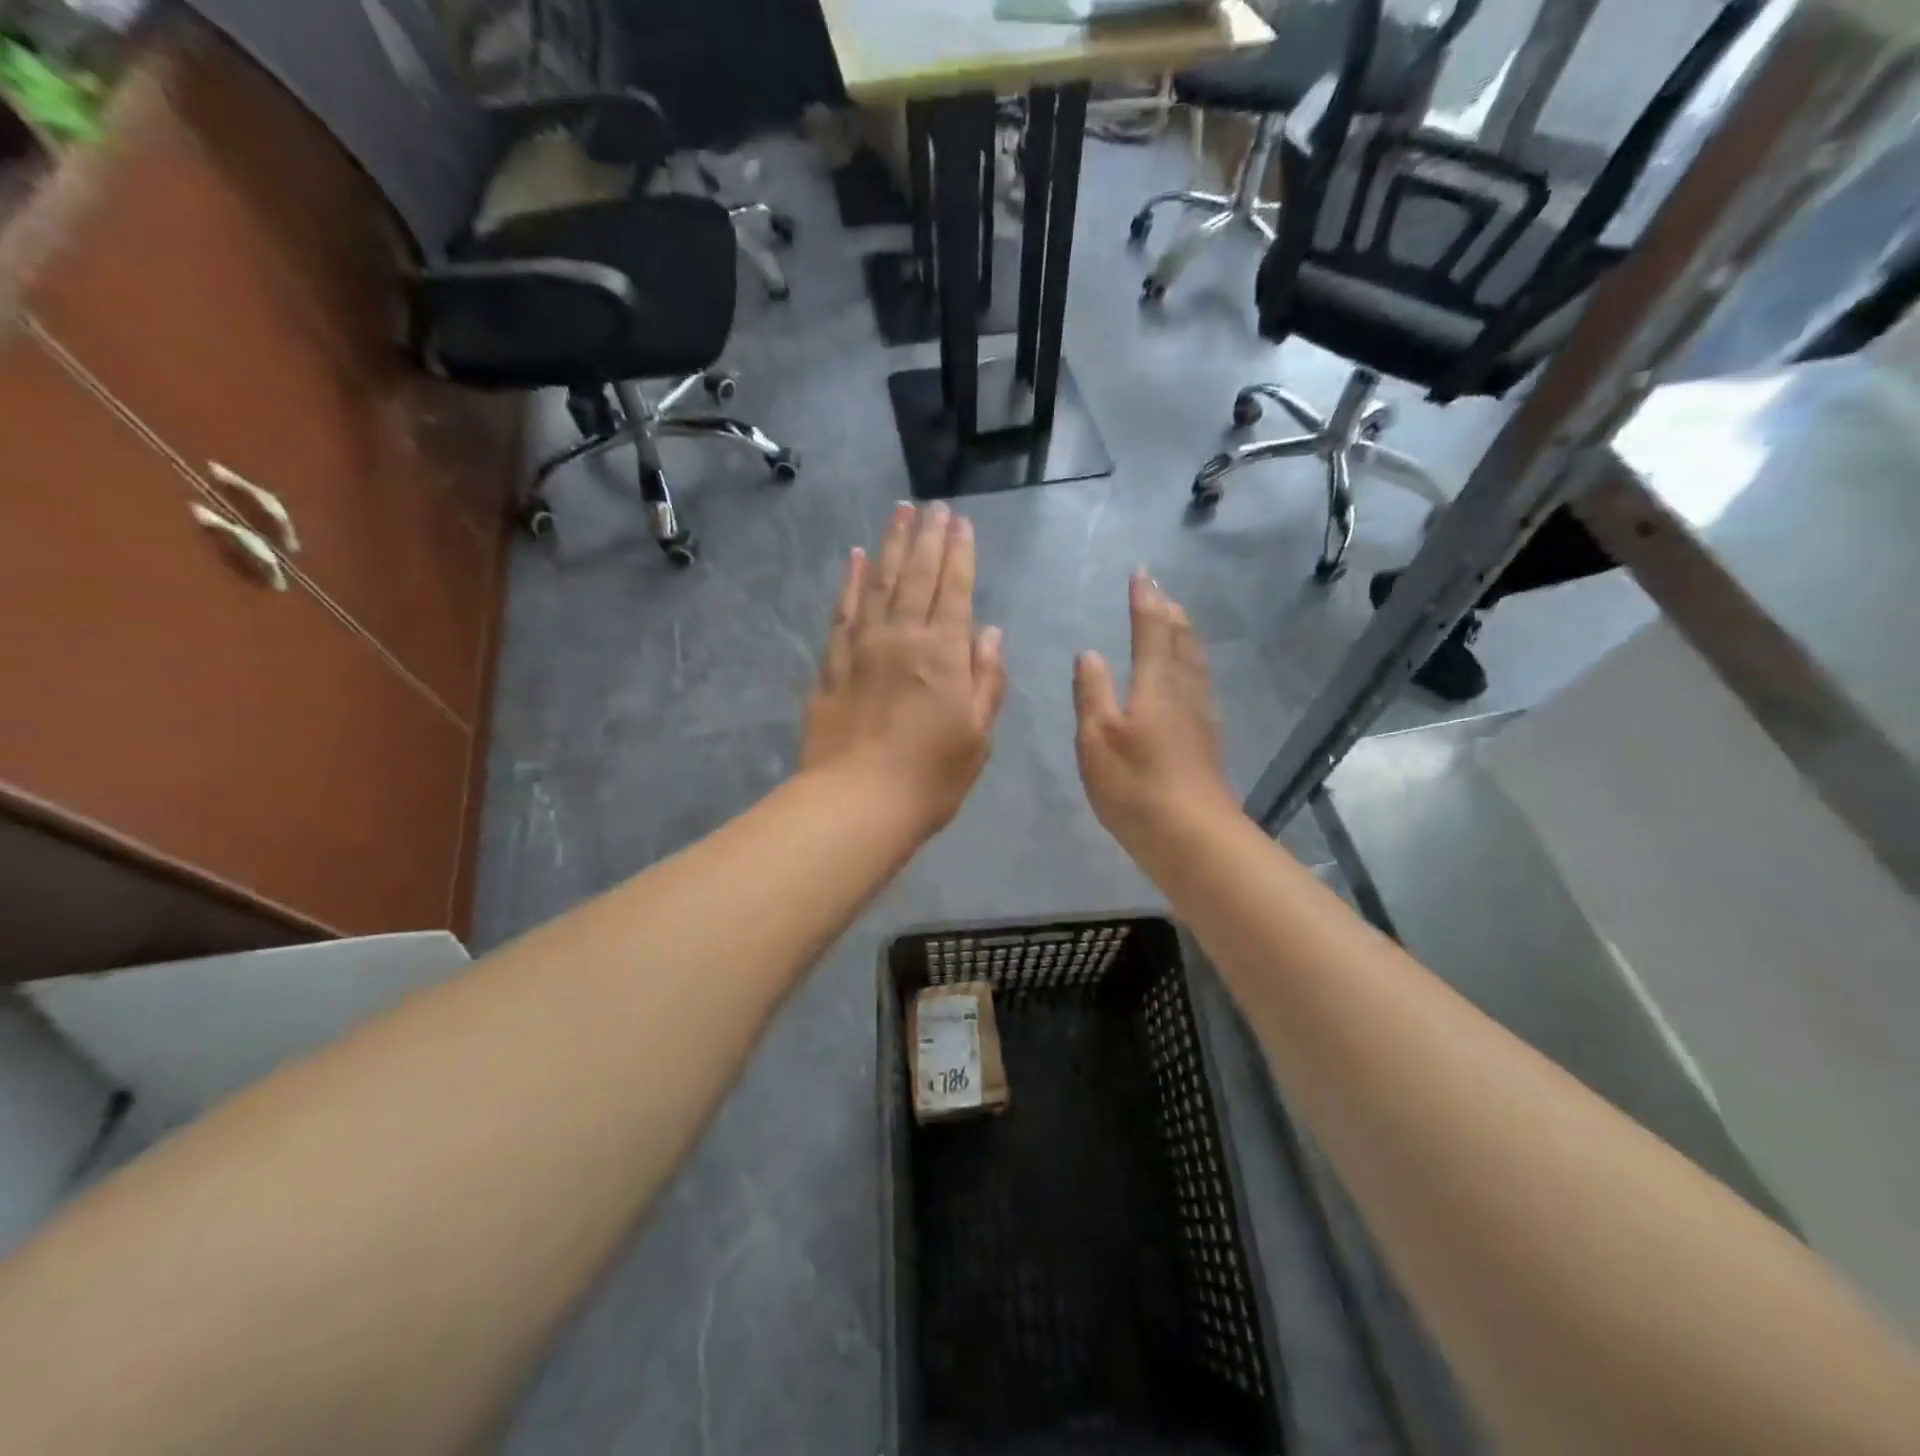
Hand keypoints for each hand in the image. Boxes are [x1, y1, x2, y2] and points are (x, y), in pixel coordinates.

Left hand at [802, 503, 1007, 837]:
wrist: (856, 804)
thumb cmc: (930, 777)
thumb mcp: (978, 736)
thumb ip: (987, 680)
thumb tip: (990, 633)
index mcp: (943, 654)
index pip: (954, 590)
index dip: (959, 554)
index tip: (960, 522)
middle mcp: (902, 638)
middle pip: (916, 576)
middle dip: (928, 538)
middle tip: (933, 506)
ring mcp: (862, 648)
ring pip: (878, 583)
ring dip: (891, 545)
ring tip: (899, 513)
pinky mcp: (832, 665)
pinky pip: (842, 612)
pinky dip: (849, 582)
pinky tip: (854, 558)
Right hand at [1073, 571, 1237, 851]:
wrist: (1191, 836)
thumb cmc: (1135, 785)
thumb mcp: (1097, 738)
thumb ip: (1091, 693)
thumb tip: (1089, 654)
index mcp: (1156, 685)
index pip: (1151, 630)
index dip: (1144, 601)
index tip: (1140, 574)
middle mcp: (1183, 692)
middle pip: (1181, 641)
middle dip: (1168, 612)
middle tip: (1159, 591)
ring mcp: (1200, 717)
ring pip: (1195, 662)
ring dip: (1184, 635)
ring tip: (1176, 620)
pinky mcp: (1206, 740)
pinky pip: (1199, 684)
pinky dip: (1191, 664)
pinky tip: (1188, 678)